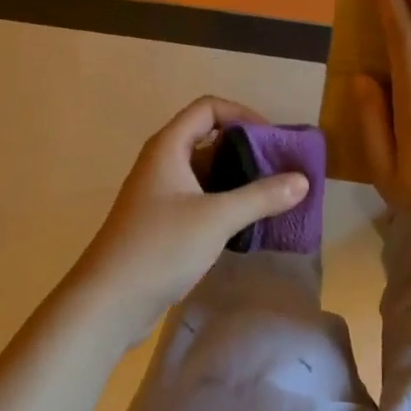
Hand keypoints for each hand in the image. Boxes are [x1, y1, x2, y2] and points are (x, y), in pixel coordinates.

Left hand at [70, 96, 309, 345]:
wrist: (107, 302)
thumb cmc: (160, 247)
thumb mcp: (217, 218)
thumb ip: (261, 197)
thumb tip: (303, 180)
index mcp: (169, 147)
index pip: (208, 108)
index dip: (242, 114)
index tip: (272, 139)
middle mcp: (162, 162)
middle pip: (208, 138)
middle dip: (246, 149)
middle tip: (280, 169)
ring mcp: (160, 194)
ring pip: (205, 172)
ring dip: (238, 179)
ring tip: (273, 196)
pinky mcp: (161, 222)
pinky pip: (199, 199)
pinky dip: (224, 203)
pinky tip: (248, 223)